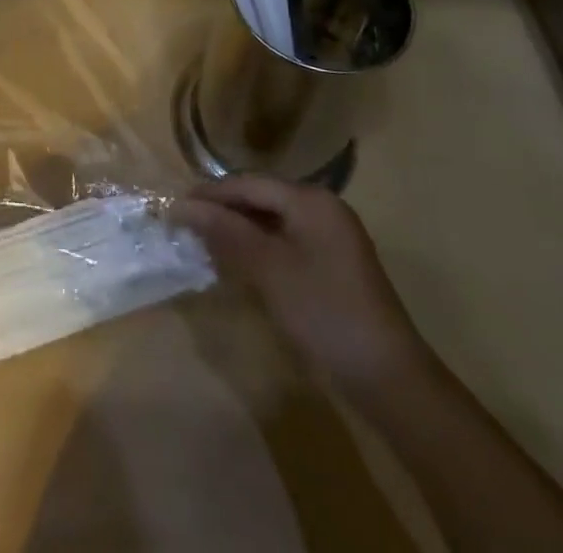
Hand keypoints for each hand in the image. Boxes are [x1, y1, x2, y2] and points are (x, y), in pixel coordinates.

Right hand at [176, 175, 426, 390]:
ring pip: (272, 221)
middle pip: (261, 198)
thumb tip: (182, 204)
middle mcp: (323, 209)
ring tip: (205, 243)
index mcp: (311, 200)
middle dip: (223, 211)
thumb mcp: (268, 268)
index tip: (175, 207)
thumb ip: (225, 230)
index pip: (248, 183)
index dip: (210, 194)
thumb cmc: (324, 312)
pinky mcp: (333, 266)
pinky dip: (259, 248)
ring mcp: (331, 238)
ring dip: (239, 230)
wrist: (388, 379)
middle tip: (186, 226)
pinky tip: (239, 264)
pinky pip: (286, 242)